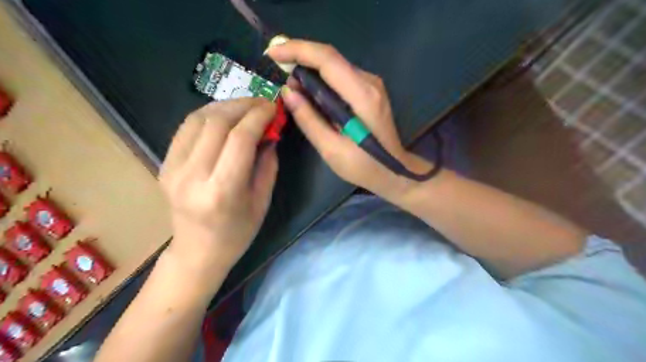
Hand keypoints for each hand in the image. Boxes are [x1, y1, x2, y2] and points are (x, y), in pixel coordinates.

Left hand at [158, 97, 276, 274]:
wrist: (197, 252)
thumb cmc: (237, 233)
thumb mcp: (262, 201)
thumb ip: (268, 164)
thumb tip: (270, 133)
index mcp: (222, 191)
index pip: (239, 139)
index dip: (258, 117)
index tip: (273, 107)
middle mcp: (192, 176)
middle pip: (216, 123)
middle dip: (243, 106)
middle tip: (262, 103)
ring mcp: (172, 169)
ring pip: (198, 119)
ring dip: (225, 106)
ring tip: (245, 107)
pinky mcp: (164, 165)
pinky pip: (186, 128)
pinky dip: (208, 115)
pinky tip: (224, 117)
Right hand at [265, 41, 430, 201]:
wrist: (394, 170)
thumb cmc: (363, 165)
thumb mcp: (331, 149)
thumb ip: (309, 119)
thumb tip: (288, 92)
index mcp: (362, 96)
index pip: (327, 59)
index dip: (298, 50)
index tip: (273, 54)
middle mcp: (369, 82)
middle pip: (331, 58)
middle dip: (300, 59)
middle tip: (278, 73)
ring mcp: (372, 85)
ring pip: (335, 66)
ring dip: (310, 70)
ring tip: (292, 88)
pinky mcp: (370, 91)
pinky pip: (341, 77)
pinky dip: (322, 80)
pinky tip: (311, 94)